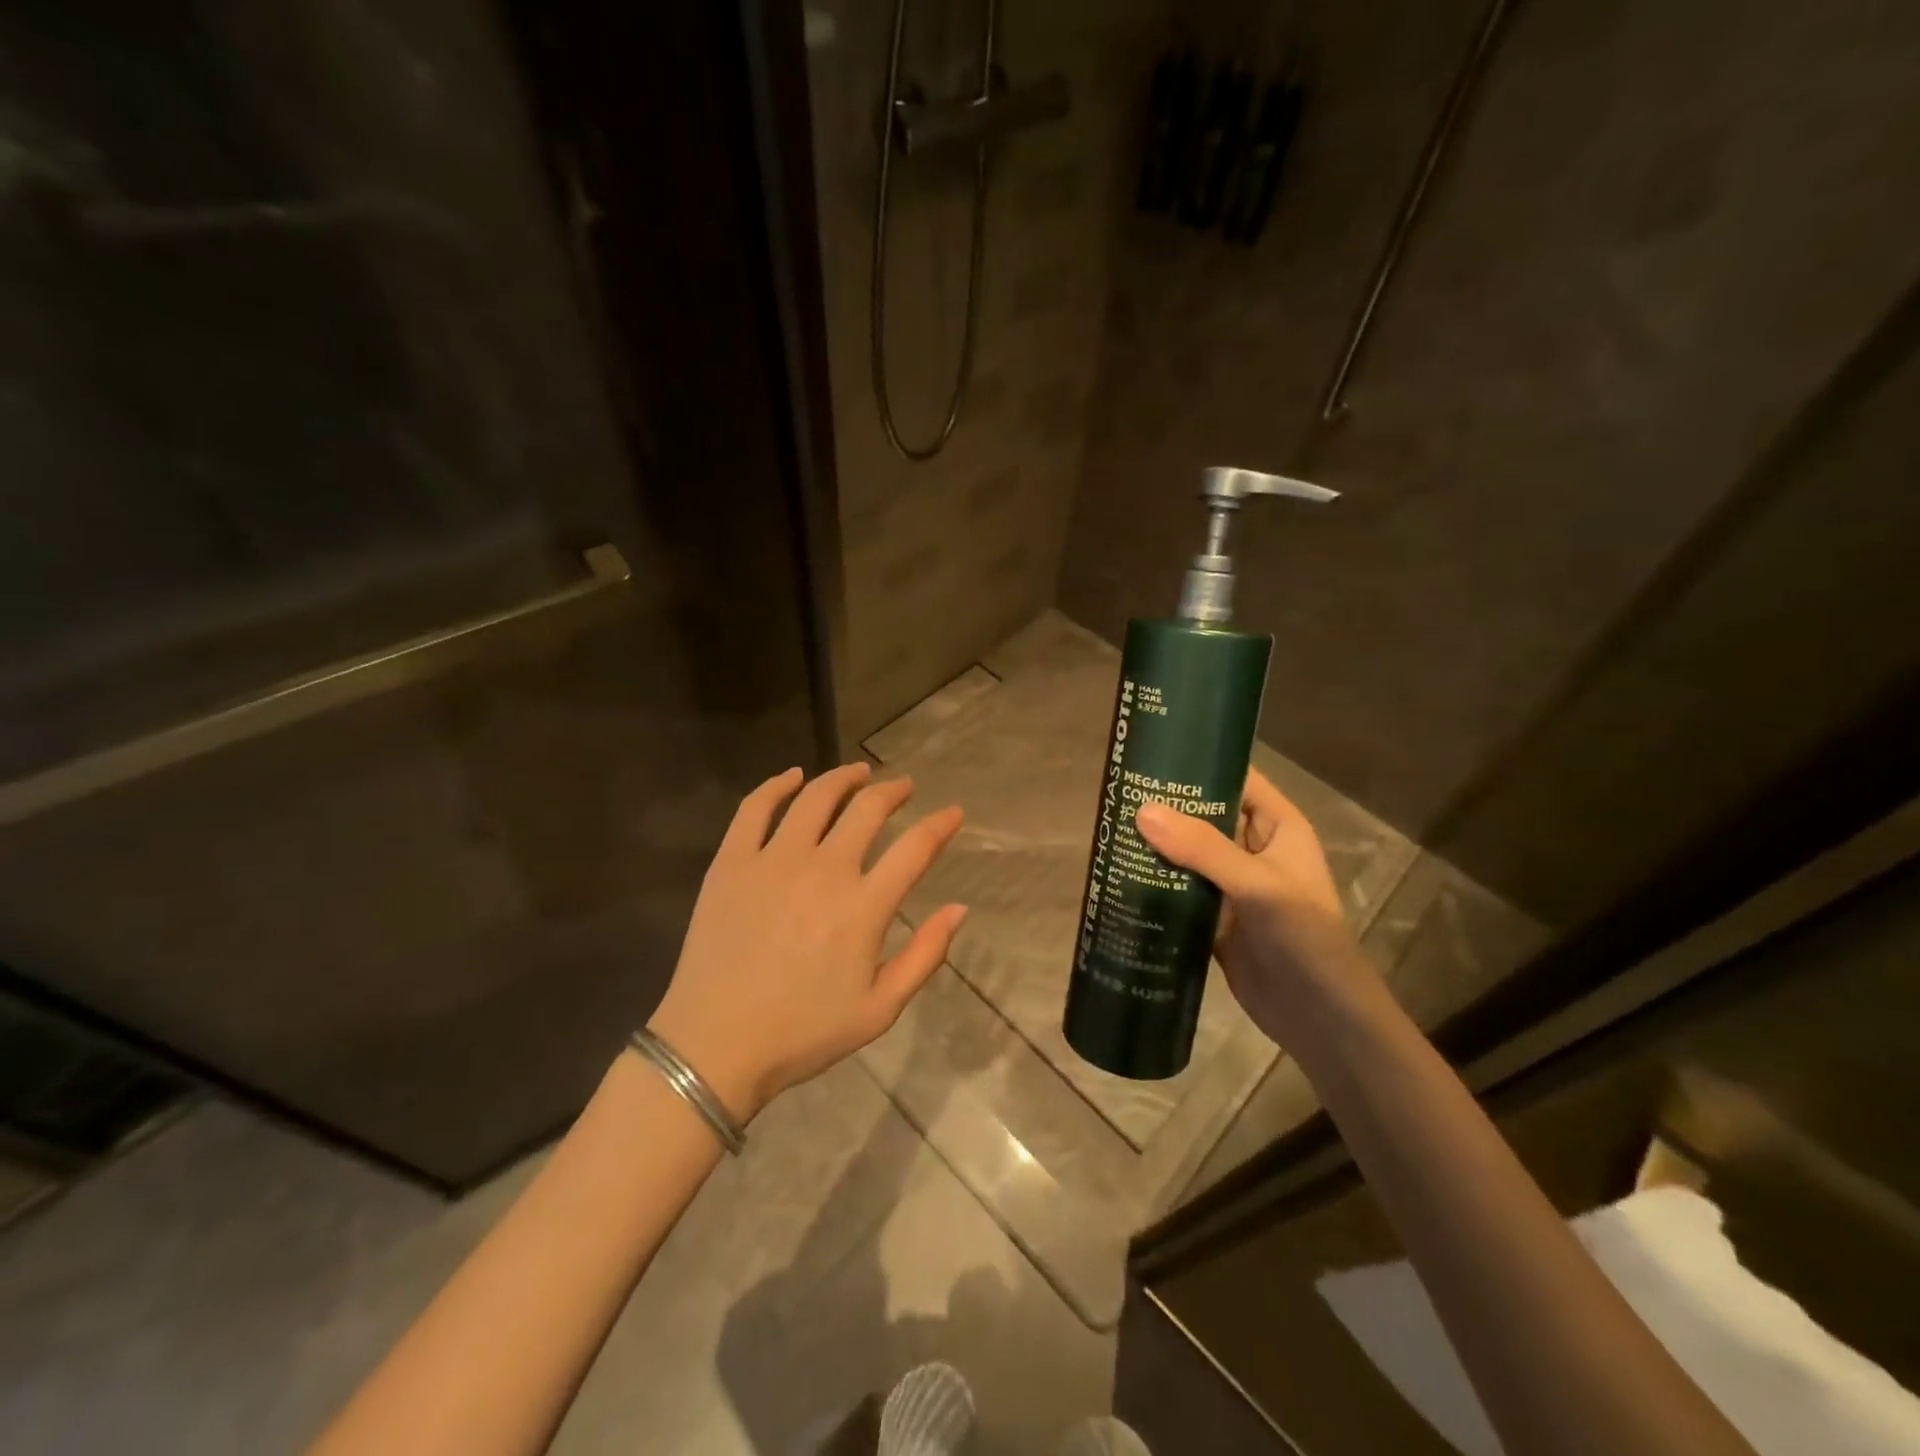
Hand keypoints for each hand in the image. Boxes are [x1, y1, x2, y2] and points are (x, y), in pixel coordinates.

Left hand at [647, 763, 965, 1122]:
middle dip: (893, 791)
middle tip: (904, 787)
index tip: (953, 812)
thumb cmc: (803, 1033)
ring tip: (859, 772)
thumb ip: (925, 955)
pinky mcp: (732, 862)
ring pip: (816, 798)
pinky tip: (792, 777)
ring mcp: (773, 861)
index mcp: (863, 907)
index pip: (915, 847)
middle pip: (867, 809)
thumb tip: (959, 909)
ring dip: (844, 778)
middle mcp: (823, 870)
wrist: (715, 1046)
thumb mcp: (880, 1009)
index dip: (940, 824)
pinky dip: (777, 785)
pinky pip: (755, 808)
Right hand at [1136, 767, 1368, 1046]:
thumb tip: (1142, 811)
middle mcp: (1254, 850)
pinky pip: (1180, 892)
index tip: (1152, 754)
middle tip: (1117, 794)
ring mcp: (1232, 886)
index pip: (1237, 780)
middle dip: (1167, 808)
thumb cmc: (1304, 937)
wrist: (1321, 1019)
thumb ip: (1202, 848)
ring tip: (1110, 830)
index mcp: (1277, 828)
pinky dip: (1155, 885)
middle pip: (1205, 816)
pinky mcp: (1214, 919)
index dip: (1200, 764)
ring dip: (1156, 847)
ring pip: (1188, 855)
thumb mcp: (1257, 885)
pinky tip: (1120, 877)